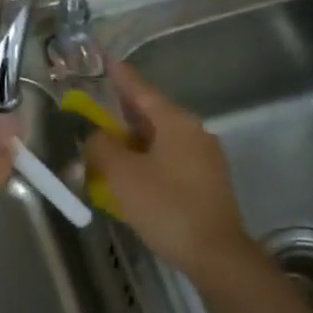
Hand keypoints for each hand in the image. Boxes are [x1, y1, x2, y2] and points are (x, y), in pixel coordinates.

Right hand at [85, 61, 261, 292]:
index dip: (120, 75)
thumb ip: (102, 147)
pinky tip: (133, 175)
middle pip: (151, 113)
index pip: (141, 89)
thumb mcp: (122, 174)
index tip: (106, 58)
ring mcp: (205, 156)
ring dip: (133, 141)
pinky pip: (170, 158)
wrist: (216, 254)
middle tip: (97, 112)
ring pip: (160, 138)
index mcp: (175, 122)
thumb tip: (97, 137)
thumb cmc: (166, 207)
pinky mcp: (207, 180)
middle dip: (122, 114)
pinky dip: (148, 159)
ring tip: (109, 149)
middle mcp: (194, 132)